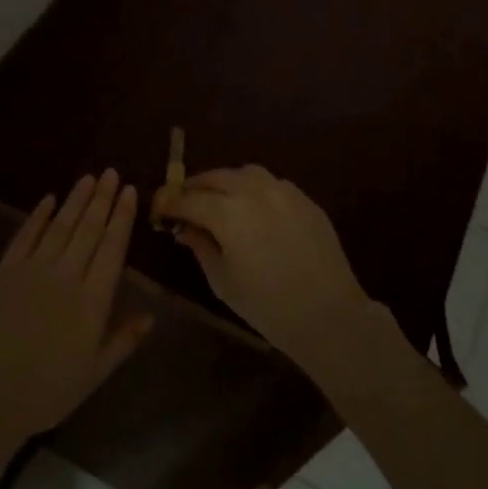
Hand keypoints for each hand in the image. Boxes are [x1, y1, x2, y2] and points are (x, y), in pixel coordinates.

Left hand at [0, 170, 151, 437]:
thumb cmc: (49, 388)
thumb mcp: (96, 371)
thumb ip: (124, 340)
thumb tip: (151, 315)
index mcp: (93, 300)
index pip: (113, 248)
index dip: (122, 217)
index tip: (130, 191)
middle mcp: (66, 276)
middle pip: (88, 229)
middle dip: (102, 199)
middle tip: (111, 173)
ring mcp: (33, 270)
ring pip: (60, 226)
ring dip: (75, 200)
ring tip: (89, 178)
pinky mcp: (5, 272)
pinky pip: (25, 237)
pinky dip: (37, 216)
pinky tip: (49, 199)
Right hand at [160, 166, 383, 368]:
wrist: (329, 314)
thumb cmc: (267, 305)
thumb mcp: (223, 280)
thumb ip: (201, 247)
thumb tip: (186, 228)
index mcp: (228, 213)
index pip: (188, 199)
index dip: (169, 202)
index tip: (158, 208)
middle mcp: (254, 192)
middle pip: (216, 177)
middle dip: (195, 187)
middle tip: (183, 202)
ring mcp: (284, 192)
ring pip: (246, 173)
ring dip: (226, 182)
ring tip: (219, 201)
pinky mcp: (305, 200)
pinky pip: (272, 184)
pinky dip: (254, 189)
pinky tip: (253, 209)